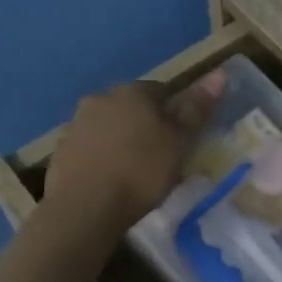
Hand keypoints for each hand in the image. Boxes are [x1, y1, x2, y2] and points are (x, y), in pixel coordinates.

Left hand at [44, 70, 224, 229]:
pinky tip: (110, 181)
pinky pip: (90, 147)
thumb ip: (197, 109)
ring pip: (109, 126)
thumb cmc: (141, 172)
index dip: (175, 114)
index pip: (162, 91)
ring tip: (134, 172)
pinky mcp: (61, 150)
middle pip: (132, 107)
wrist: (85, 208)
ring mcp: (77, 123)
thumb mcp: (179, 143)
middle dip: (146, 125)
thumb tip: (220, 74)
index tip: (181, 139)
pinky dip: (102, 158)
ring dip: (121, 140)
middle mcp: (102, 98)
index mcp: (133, 92)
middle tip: (160, 156)